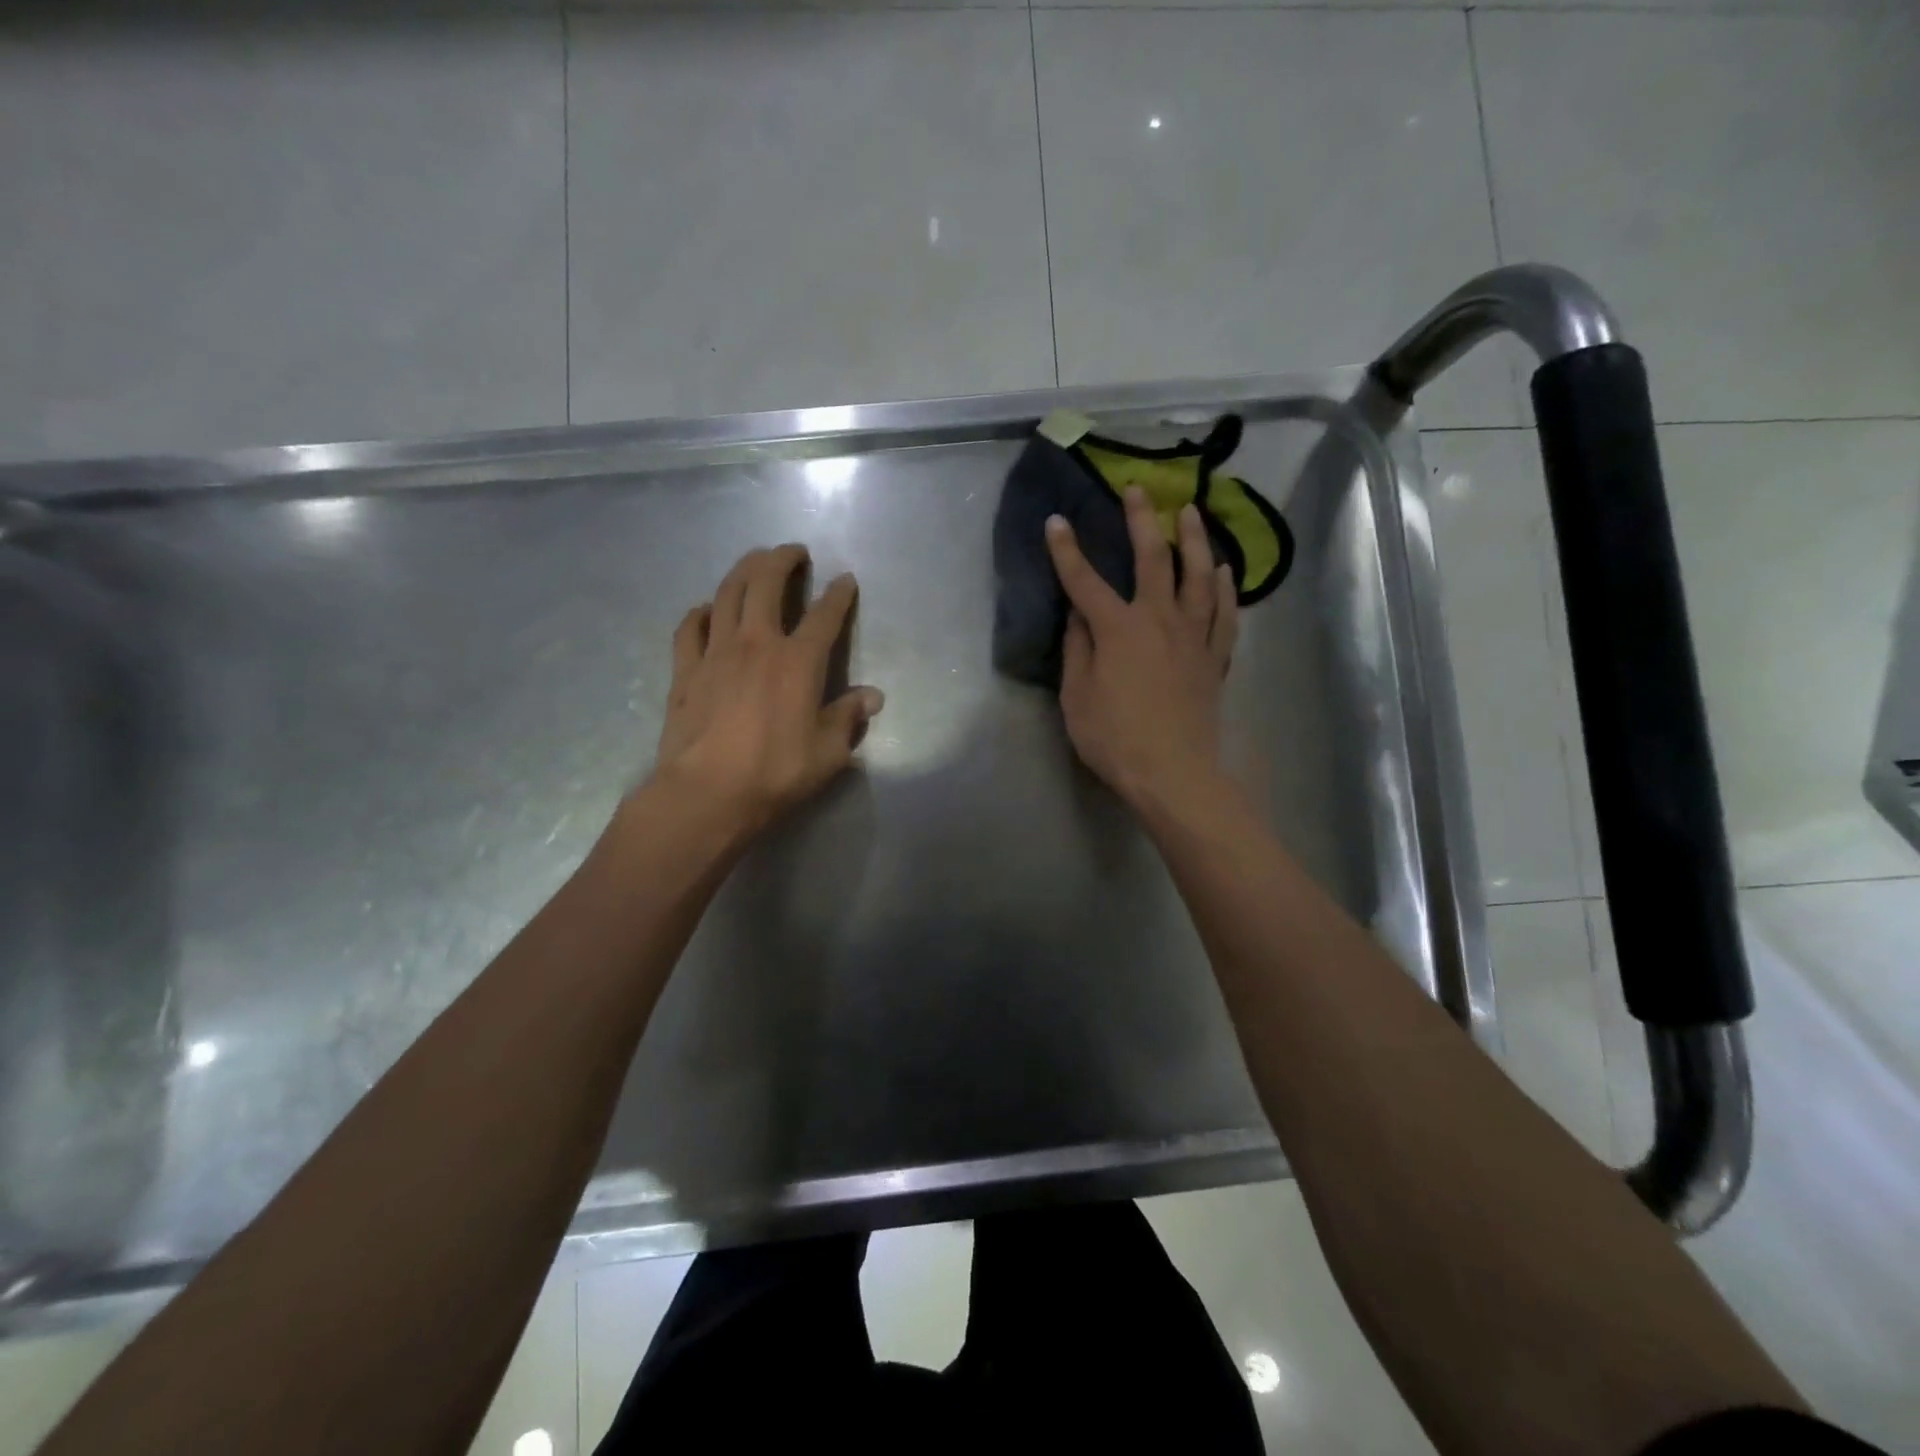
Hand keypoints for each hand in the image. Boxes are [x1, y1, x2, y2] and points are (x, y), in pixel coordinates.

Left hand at [650, 544, 883, 840]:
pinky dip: (700, 612)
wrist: (707, 794)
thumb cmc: (775, 774)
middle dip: (782, 559)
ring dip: (743, 570)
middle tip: (794, 552)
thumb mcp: (828, 753)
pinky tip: (706, 611)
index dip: (838, 594)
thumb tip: (872, 697)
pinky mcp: (685, 670)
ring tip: (754, 562)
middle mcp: (757, 643)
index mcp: (798, 662)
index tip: (846, 580)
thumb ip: (848, 718)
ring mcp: (716, 652)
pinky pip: (690, 627)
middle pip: (767, 583)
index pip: (824, 616)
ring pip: (726, 593)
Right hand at [1045, 488, 1237, 812]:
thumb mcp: (1077, 697)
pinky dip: (1226, 587)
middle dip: (1141, 521)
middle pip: (1153, 559)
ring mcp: (1193, 636)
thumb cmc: (1115, 739)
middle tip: (1137, 490)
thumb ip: (1077, 650)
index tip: (1057, 521)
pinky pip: (1224, 613)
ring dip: (1195, 540)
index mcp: (1117, 629)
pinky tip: (1225, 569)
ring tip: (1192, 512)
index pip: (1085, 581)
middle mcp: (1158, 620)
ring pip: (1199, 576)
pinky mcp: (1214, 657)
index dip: (1067, 550)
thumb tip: (1078, 615)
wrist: (1174, 773)